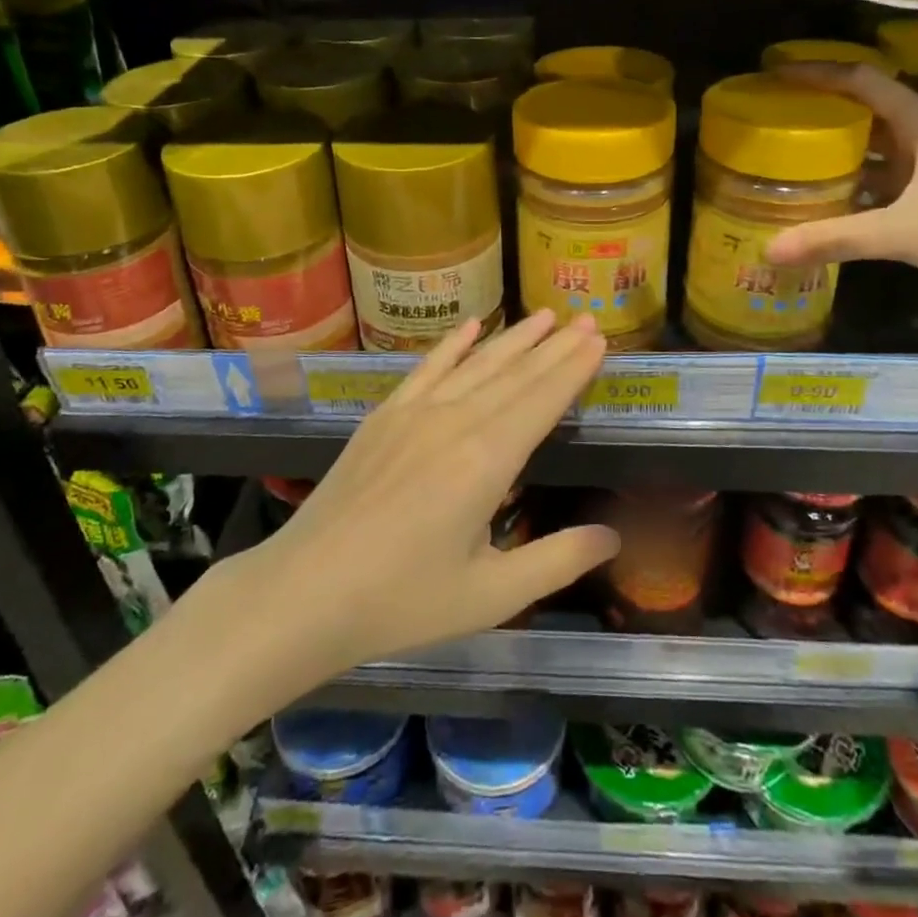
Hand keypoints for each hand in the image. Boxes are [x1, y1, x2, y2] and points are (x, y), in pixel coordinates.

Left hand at [251, 312, 615, 677]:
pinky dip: (453, 344)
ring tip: (545, 314)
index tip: (598, 339)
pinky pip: (427, 368)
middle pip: (515, 374)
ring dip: (514, 338)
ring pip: (476, 364)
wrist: (304, 592)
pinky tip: (472, 325)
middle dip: (554, 346)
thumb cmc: (402, 602)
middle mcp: (454, 421)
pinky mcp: (384, 416)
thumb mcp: (491, 596)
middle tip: (584, 318)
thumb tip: (613, 537)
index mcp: (487, 460)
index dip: (573, 368)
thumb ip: (557, 561)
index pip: (542, 400)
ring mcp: (414, 412)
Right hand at [763, 63, 917, 317]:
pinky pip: (886, 178)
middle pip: (868, 108)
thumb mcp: (904, 233)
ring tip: (790, 154)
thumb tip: (770, 249)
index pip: (863, 81)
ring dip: (839, 147)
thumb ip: (836, 238)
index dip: (818, 72)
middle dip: (822, 108)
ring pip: (877, 146)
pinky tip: (829, 200)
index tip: (775, 73)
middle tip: (773, 116)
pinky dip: (856, 182)